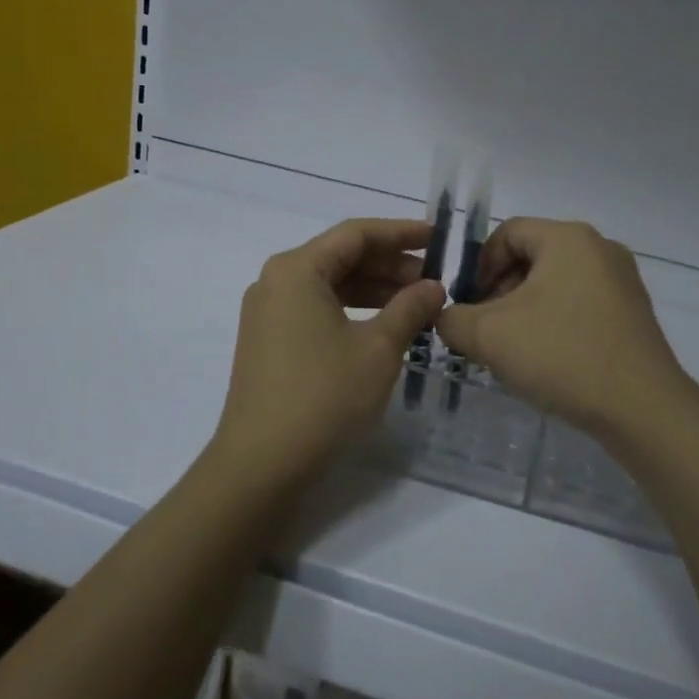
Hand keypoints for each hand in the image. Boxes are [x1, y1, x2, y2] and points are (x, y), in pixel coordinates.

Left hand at [210, 218, 445, 486]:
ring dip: (374, 289)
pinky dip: (353, 310)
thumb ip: (410, 308)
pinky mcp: (269, 341)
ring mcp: (268, 312)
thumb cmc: (323, 396)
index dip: (401, 233)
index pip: (356, 234)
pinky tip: (384, 325)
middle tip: (434, 279)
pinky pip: (317, 308)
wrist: (260, 465)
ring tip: (417, 303)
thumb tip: (434, 287)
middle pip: (341, 257)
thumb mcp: (378, 348)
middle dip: (390, 264)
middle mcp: (276, 281)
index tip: (438, 238)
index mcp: (297, 269)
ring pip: (330, 284)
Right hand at [435, 218, 688, 435]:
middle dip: (501, 290)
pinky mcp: (633, 312)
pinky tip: (548, 359)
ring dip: (526, 309)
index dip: (479, 265)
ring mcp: (622, 280)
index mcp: (568, 238)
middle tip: (486, 329)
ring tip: (514, 349)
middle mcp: (599, 248)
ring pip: (556, 282)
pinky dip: (556, 321)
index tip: (469, 305)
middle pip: (533, 256)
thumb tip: (448, 317)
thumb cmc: (562, 355)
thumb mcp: (490, 336)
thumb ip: (454, 319)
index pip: (508, 233)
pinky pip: (581, 303)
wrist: (643, 408)